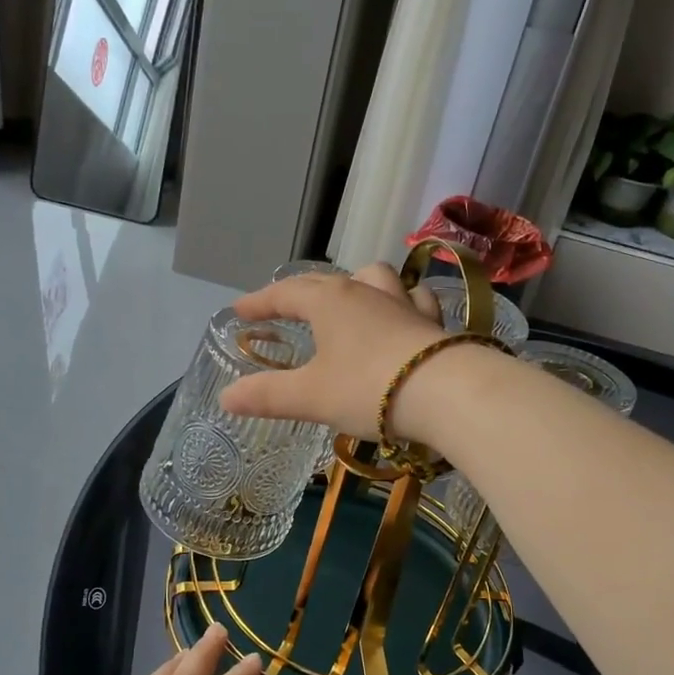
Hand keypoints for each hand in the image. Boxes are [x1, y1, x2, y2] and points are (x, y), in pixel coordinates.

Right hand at [219, 264, 449, 439]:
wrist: (447, 393)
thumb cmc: (368, 388)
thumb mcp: (310, 397)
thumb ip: (267, 395)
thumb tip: (226, 397)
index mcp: (328, 301)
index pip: (284, 293)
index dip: (259, 302)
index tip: (240, 311)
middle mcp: (364, 291)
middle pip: (324, 281)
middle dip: (299, 293)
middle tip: (284, 308)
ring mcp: (402, 302)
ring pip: (375, 276)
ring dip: (357, 284)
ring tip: (350, 301)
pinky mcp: (433, 321)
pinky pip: (414, 299)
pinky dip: (402, 303)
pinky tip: (403, 316)